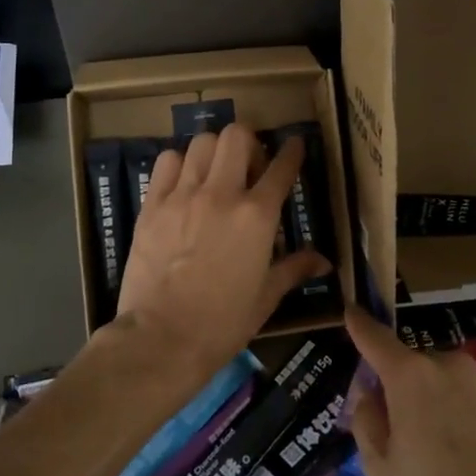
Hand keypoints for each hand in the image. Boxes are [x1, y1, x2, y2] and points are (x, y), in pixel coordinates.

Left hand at [111, 125, 330, 390]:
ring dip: (213, 151)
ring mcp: (182, 196)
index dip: (292, 152)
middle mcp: (221, 194)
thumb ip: (293, 269)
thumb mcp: (266, 297)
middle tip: (248, 166)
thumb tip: (324, 261)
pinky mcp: (152, 205)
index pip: (281, 168)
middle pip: (237, 136)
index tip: (294, 145)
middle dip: (248, 143)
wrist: (162, 339)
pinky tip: (182, 183)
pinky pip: (166, 162)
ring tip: (214, 172)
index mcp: (257, 216)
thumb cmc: (222, 323)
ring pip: (201, 143)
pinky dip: (178, 164)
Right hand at [348, 309, 475, 475]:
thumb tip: (370, 395)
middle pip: (417, 368)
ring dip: (445, 406)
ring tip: (454, 458)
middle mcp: (452, 365)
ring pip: (453, 385)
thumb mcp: (383, 475)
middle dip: (408, 390)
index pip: (376, 339)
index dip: (360, 325)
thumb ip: (367, 424)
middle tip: (410, 439)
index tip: (351, 310)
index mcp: (411, 378)